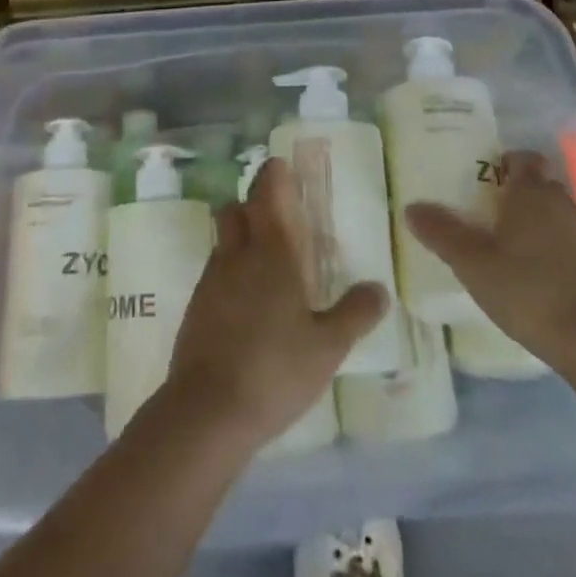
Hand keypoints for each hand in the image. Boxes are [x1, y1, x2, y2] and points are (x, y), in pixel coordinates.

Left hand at [163, 157, 387, 450]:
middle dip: (253, 201)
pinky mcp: (196, 305)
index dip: (273, 174)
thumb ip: (355, 314)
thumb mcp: (327, 347)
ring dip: (240, 233)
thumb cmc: (274, 370)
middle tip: (278, 211)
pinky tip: (247, 297)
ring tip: (265, 255)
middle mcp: (237, 254)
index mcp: (271, 251)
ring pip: (223, 237)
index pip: (267, 193)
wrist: (206, 411)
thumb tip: (380, 289)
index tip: (282, 165)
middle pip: (237, 208)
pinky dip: (230, 267)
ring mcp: (211, 278)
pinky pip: (214, 268)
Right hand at [406, 149, 575, 367]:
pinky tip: (536, 280)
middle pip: (539, 185)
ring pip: (555, 216)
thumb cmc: (529, 291)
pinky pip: (569, 245)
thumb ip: (442, 233)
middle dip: (516, 195)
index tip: (482, 182)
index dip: (504, 164)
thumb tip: (411, 207)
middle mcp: (562, 204)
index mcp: (532, 192)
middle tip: (485, 216)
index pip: (522, 158)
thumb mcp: (473, 264)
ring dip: (536, 225)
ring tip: (507, 249)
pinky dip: (553, 253)